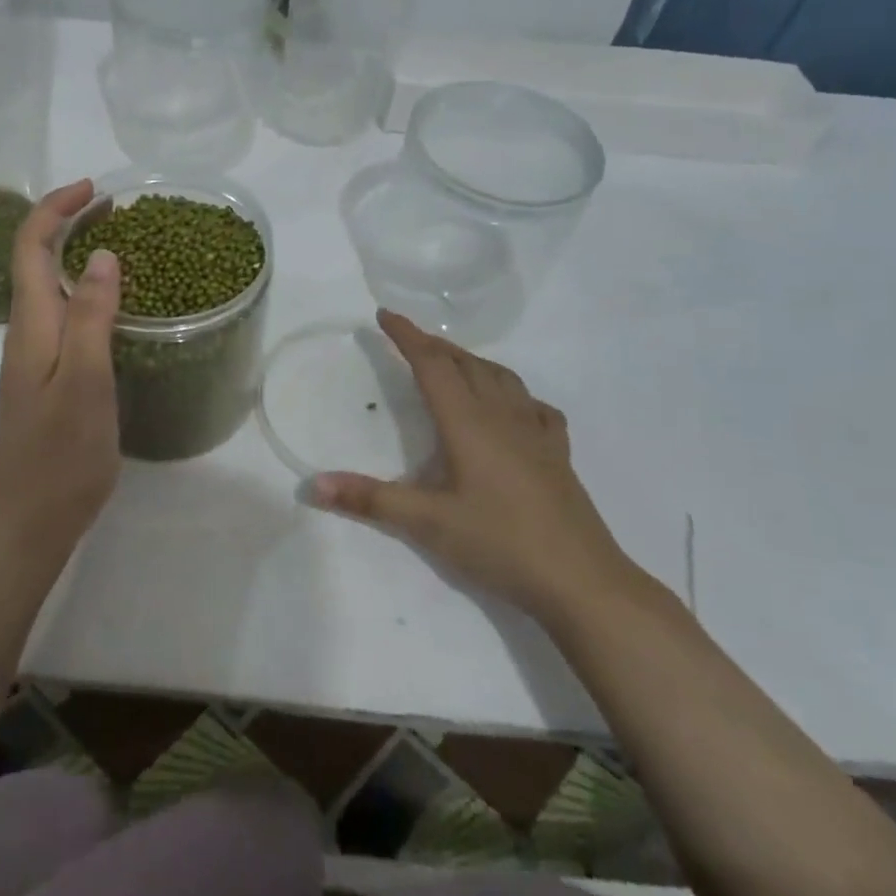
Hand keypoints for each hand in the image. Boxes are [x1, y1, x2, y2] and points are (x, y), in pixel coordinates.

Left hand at [0, 179, 120, 548]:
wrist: (30, 519)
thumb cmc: (61, 453)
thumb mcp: (84, 380)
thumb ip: (90, 316)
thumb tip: (102, 255)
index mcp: (31, 325)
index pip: (30, 247)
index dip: (55, 209)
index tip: (95, 190)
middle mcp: (26, 332)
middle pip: (35, 259)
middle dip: (67, 222)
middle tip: (115, 209)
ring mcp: (34, 356)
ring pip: (47, 286)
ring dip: (76, 253)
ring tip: (121, 243)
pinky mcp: (48, 376)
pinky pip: (62, 314)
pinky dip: (84, 289)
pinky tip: (114, 304)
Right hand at [311, 311, 635, 615]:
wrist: (581, 580)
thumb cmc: (500, 543)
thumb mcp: (427, 523)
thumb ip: (370, 499)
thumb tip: (313, 484)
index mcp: (468, 422)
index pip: (432, 365)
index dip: (407, 336)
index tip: (384, 314)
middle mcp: (502, 416)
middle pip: (466, 364)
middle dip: (435, 346)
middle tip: (408, 341)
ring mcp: (536, 433)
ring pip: (502, 379)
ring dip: (472, 363)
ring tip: (453, 365)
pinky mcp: (558, 455)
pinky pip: (535, 408)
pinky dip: (515, 394)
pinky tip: (513, 409)